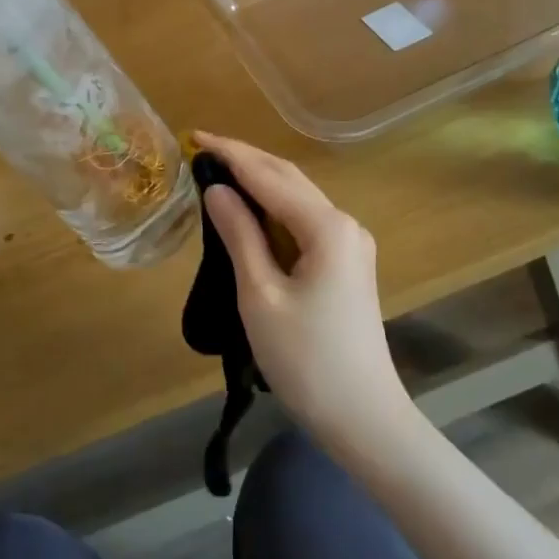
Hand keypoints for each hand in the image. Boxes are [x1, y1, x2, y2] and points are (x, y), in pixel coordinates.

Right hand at [194, 132, 414, 455]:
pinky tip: (249, 210)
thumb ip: (239, 235)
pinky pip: (303, 221)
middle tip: (200, 148)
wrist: (365, 421)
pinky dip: (272, 208)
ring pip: (297, 198)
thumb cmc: (307, 360)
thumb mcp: (261, 295)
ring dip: (258, 181)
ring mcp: (350, 244)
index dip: (229, 154)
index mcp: (327, 227)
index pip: (269, 176)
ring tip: (217, 171)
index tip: (193, 136)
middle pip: (288, 178)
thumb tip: (216, 189)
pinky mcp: (346, 264)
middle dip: (244, 159)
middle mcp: (344, 224)